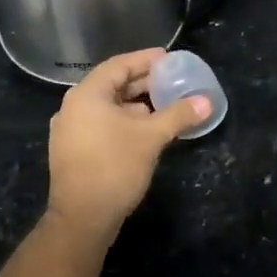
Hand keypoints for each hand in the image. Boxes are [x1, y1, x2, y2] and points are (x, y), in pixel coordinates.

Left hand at [44, 48, 208, 241]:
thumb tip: (206, 101)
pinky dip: (124, 122)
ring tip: (163, 105)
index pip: (119, 65)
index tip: (168, 58)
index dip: (145, 60)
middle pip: (112, 85)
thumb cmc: (114, 167)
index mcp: (87, 95)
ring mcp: (70, 131)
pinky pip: (101, 124)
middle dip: (142, 83)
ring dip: (135, 105)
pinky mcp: (74, 151)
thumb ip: (178, 115)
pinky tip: (145, 131)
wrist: (82, 218)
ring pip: (107, 107)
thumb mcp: (151, 137)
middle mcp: (73, 107)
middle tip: (170, 80)